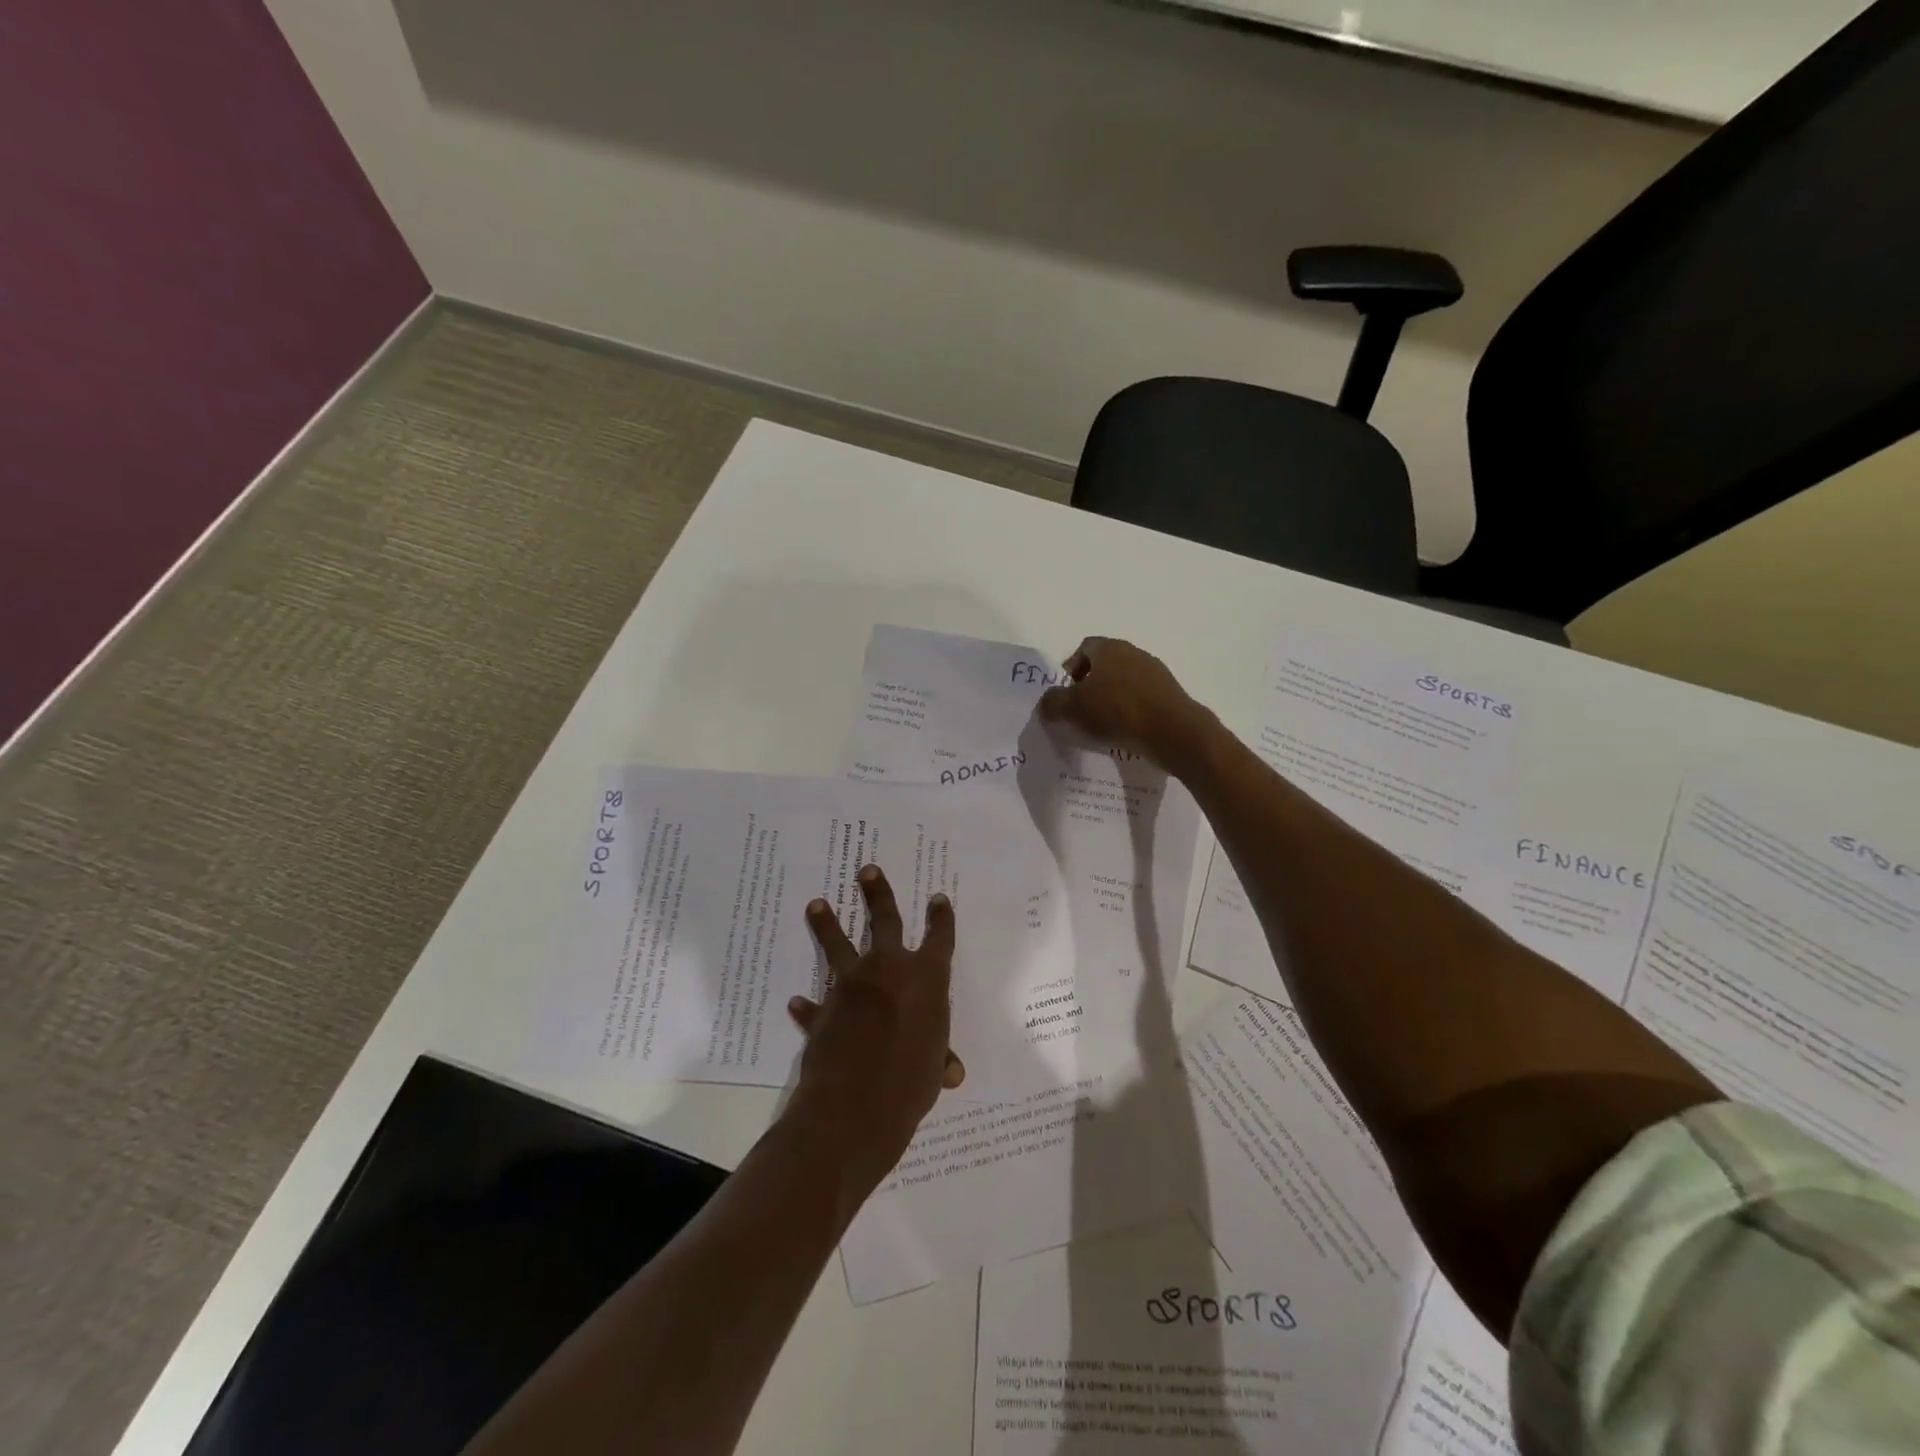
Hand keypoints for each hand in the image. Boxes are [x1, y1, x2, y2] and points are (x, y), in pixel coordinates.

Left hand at [785, 865, 964, 1191]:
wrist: (856, 1103)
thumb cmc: (911, 1081)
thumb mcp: (934, 1069)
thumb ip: (939, 1059)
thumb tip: (952, 1071)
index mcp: (926, 978)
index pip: (939, 938)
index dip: (941, 918)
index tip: (938, 898)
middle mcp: (889, 970)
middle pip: (884, 921)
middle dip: (877, 893)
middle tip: (866, 869)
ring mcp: (852, 986)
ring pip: (838, 945)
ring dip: (827, 924)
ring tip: (815, 904)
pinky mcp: (824, 1011)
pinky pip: (815, 1005)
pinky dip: (808, 1005)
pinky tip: (798, 1001)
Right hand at [1037, 636, 1214, 773]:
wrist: (1173, 732)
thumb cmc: (1117, 711)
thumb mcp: (1073, 709)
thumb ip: (1053, 703)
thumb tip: (1047, 703)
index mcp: (1109, 648)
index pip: (1084, 648)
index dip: (1071, 668)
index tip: (1066, 693)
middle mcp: (1134, 652)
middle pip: (1105, 665)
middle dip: (1090, 686)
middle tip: (1080, 711)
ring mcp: (1155, 672)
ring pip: (1124, 682)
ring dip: (1111, 699)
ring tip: (1102, 726)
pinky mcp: (1170, 694)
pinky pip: (1141, 698)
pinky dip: (1130, 711)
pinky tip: (1126, 732)